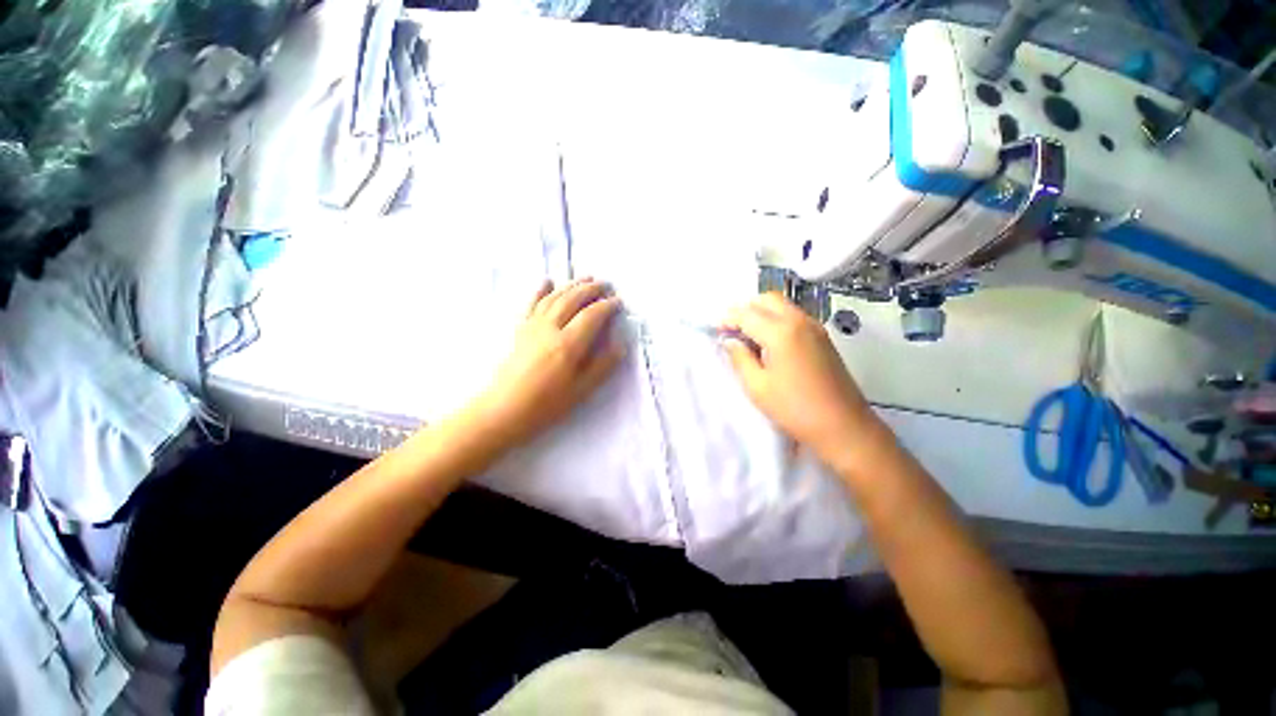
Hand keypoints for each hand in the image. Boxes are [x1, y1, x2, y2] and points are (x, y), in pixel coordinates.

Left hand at [470, 279, 625, 449]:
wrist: (505, 409)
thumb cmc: (547, 404)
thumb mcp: (581, 390)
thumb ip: (603, 365)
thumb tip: (621, 345)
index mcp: (568, 344)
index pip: (592, 316)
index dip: (607, 306)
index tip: (618, 301)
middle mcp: (550, 328)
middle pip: (573, 299)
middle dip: (591, 289)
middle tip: (606, 284)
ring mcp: (533, 326)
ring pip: (554, 297)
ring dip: (572, 285)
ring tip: (586, 278)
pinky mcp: (521, 329)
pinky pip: (532, 303)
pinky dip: (541, 290)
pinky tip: (548, 280)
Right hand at [721, 293, 879, 465]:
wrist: (843, 426)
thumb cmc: (794, 409)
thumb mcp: (757, 386)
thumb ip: (740, 358)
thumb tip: (730, 341)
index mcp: (781, 332)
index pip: (747, 313)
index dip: (728, 318)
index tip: (716, 329)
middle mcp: (799, 321)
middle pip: (767, 299)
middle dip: (746, 308)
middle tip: (732, 329)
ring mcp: (815, 327)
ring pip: (782, 305)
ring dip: (762, 312)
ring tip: (748, 336)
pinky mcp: (823, 337)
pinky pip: (794, 316)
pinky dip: (776, 319)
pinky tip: (769, 342)